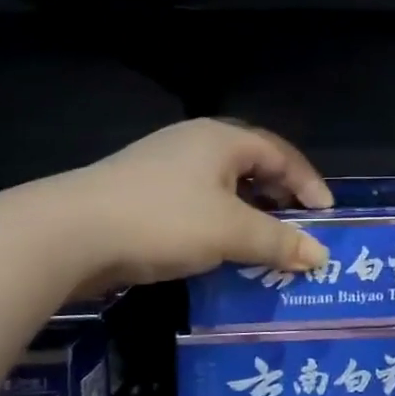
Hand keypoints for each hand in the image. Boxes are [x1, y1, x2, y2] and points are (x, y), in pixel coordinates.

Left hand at [55, 119, 333, 290]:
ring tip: (265, 246)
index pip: (281, 154)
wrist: (68, 234)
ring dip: (249, 216)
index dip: (308, 184)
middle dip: (280, 199)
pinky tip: (221, 253)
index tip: (326, 217)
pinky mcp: (141, 194)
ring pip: (223, 189)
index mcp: (221, 140)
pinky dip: (219, 226)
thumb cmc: (163, 220)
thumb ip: (279, 242)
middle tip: (298, 231)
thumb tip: (321, 255)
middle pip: (253, 167)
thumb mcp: (231, 232)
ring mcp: (163, 168)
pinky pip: (197, 205)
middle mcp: (194, 144)